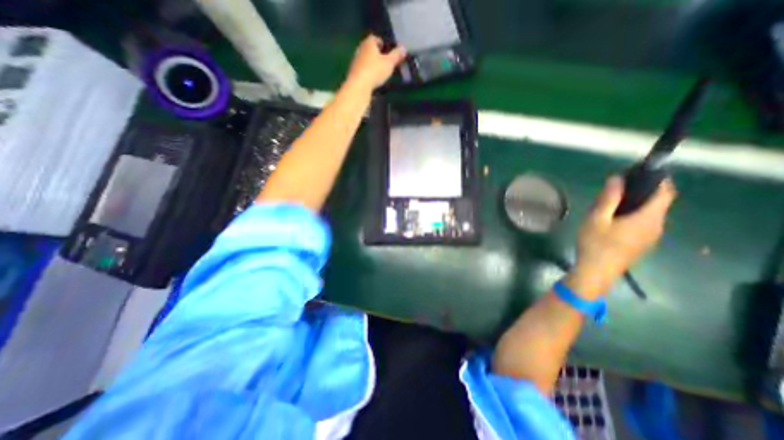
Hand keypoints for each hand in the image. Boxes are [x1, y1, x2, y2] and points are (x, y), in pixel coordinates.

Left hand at [344, 35, 406, 92]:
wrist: (359, 85)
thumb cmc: (375, 71)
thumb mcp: (389, 63)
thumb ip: (396, 55)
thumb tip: (404, 48)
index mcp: (369, 43)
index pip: (376, 38)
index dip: (382, 43)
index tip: (388, 50)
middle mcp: (360, 49)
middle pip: (370, 49)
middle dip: (377, 54)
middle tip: (384, 61)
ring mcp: (355, 61)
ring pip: (365, 59)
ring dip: (371, 64)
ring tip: (379, 72)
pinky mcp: (353, 72)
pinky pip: (362, 70)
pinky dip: (367, 72)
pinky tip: (372, 79)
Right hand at [568, 175, 677, 298]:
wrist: (596, 272)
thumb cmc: (595, 244)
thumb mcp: (596, 219)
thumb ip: (608, 199)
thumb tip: (617, 178)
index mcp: (648, 218)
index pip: (665, 192)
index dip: (656, 179)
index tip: (635, 173)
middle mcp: (656, 226)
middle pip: (657, 202)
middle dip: (639, 191)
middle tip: (612, 190)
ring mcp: (650, 236)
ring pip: (649, 212)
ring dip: (634, 203)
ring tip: (607, 205)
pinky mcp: (642, 242)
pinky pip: (643, 222)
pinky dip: (632, 214)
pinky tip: (611, 220)